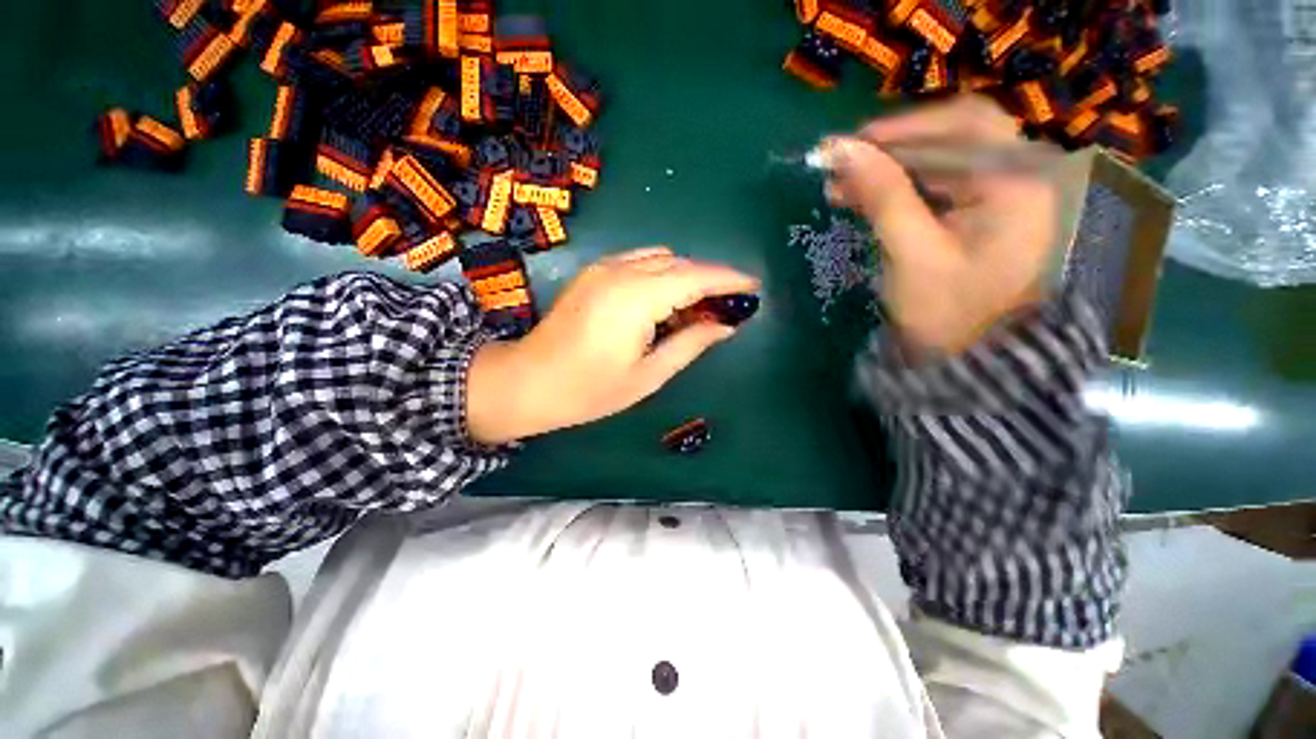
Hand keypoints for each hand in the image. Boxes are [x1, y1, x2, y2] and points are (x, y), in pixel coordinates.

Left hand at [466, 247, 759, 444]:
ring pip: (660, 259)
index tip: (753, 286)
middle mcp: (620, 271)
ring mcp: (603, 267)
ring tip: (697, 309)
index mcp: (636, 297)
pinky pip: (640, 262)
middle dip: (709, 280)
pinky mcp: (593, 272)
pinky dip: (662, 275)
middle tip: (729, 306)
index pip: (695, 277)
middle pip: (680, 264)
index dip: (729, 279)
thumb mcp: (648, 375)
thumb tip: (725, 325)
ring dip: (685, 277)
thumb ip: (690, 343)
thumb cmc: (589, 389)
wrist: (528, 382)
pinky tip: (664, 302)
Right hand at [823, 95, 1059, 354]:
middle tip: (842, 167)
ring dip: (892, 168)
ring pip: (943, 160)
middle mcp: (1018, 176)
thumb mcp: (911, 252)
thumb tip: (841, 150)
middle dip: (894, 147)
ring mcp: (1002, 194)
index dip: (901, 127)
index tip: (848, 144)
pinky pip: (940, 184)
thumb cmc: (946, 310)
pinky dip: (901, 187)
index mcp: (1016, 182)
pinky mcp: (982, 213)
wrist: (968, 358)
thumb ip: (882, 196)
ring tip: (843, 187)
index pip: (961, 126)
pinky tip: (867, 198)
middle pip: (954, 136)